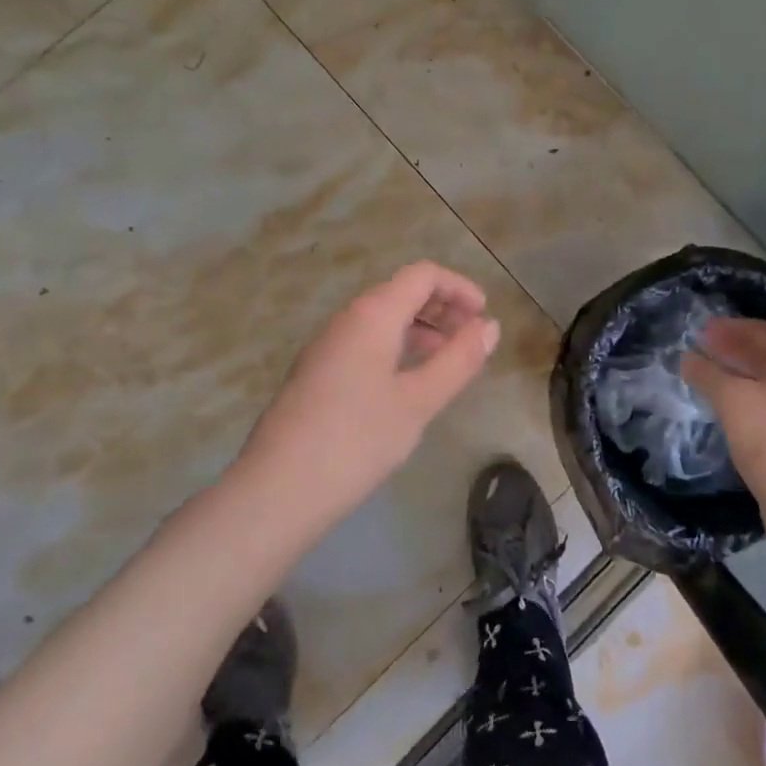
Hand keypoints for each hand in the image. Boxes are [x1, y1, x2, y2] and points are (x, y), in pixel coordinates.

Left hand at [237, 261, 501, 528]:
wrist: (276, 491)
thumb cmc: (356, 440)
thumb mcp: (418, 401)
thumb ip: (458, 360)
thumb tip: (489, 326)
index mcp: (372, 313)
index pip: (422, 275)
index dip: (459, 287)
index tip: (484, 316)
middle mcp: (347, 318)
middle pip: (401, 292)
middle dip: (442, 307)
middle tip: (471, 339)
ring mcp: (327, 345)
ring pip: (383, 318)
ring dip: (421, 329)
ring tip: (448, 363)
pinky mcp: (317, 372)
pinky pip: (366, 341)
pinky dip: (397, 347)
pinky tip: (409, 384)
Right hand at [681, 317, 765, 516]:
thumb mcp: (731, 398)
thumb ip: (706, 373)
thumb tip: (686, 357)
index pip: (762, 330)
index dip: (731, 326)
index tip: (702, 329)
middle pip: (765, 354)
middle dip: (732, 347)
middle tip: (701, 347)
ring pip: (764, 379)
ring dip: (735, 372)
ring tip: (706, 374)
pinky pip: (764, 402)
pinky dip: (742, 395)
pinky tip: (723, 405)